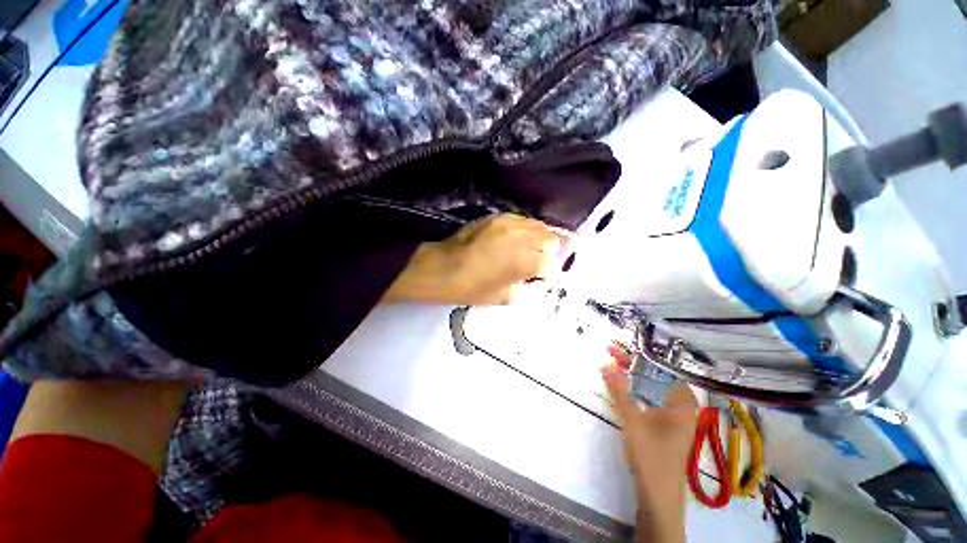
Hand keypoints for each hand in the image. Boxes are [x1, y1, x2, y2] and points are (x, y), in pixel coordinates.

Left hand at [384, 213, 564, 304]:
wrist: (442, 268)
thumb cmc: (472, 288)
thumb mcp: (505, 297)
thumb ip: (528, 288)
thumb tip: (538, 280)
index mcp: (525, 261)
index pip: (553, 264)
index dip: (550, 274)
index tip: (543, 279)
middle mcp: (522, 238)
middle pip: (552, 239)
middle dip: (550, 252)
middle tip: (540, 263)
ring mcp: (510, 223)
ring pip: (539, 226)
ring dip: (539, 240)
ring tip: (530, 250)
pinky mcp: (497, 217)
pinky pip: (522, 221)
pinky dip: (525, 231)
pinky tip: (515, 240)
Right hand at [602, 348, 697, 542]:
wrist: (658, 498)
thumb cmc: (650, 458)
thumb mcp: (632, 421)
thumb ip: (619, 390)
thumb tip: (606, 362)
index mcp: (681, 403)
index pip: (661, 369)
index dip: (640, 355)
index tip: (618, 346)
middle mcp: (681, 407)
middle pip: (656, 377)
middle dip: (633, 363)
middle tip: (611, 353)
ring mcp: (674, 418)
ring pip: (653, 388)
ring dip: (633, 376)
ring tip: (613, 365)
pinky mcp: (665, 427)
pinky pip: (650, 399)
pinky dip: (636, 390)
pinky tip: (622, 389)